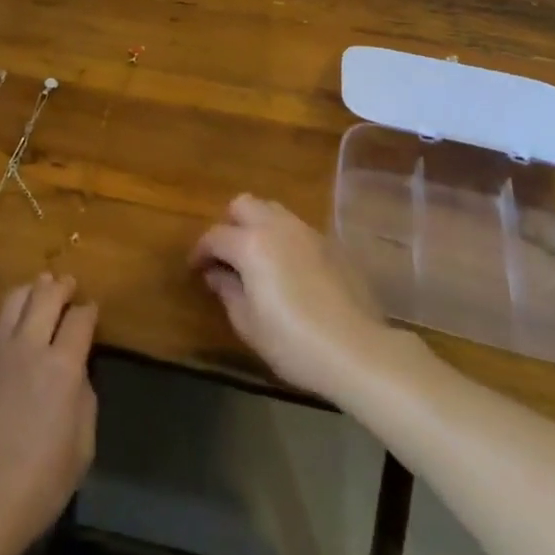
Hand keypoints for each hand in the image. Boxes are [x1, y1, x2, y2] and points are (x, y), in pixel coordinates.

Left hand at [0, 273, 97, 554]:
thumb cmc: (38, 484)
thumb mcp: (82, 446)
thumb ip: (84, 398)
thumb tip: (77, 371)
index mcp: (62, 367)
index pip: (80, 319)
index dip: (89, 310)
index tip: (91, 310)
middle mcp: (28, 346)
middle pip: (46, 295)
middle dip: (61, 286)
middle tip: (68, 284)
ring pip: (15, 298)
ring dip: (32, 289)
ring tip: (40, 289)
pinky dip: (8, 310)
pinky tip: (13, 316)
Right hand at [190, 194, 389, 395]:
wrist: (358, 350)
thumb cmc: (294, 342)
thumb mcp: (248, 323)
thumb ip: (227, 291)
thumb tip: (216, 274)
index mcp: (251, 244)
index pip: (215, 236)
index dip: (200, 251)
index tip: (196, 268)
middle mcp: (277, 227)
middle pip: (244, 205)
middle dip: (229, 223)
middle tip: (227, 254)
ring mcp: (308, 232)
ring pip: (273, 210)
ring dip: (258, 226)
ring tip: (257, 257)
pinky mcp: (332, 244)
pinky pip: (298, 229)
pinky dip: (284, 239)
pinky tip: (289, 268)